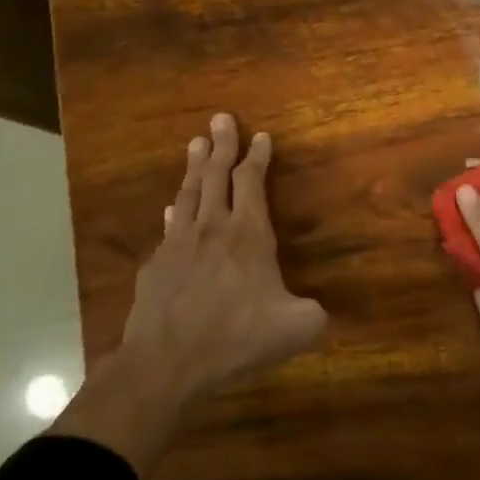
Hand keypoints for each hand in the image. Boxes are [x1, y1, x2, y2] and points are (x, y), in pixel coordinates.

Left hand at [52, 114, 327, 471]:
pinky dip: (175, 210)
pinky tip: (172, 208)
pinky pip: (169, 226)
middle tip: (220, 118)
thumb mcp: (295, 329)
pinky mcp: (156, 264)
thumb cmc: (236, 338)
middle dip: (221, 144)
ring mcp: (179, 243)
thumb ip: (314, 315)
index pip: (252, 182)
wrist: (168, 361)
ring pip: (188, 193)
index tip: (260, 136)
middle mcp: (213, 228)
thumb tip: (322, 313)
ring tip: (195, 143)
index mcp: (248, 235)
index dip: (257, 157)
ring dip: (194, 166)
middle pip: (215, 174)